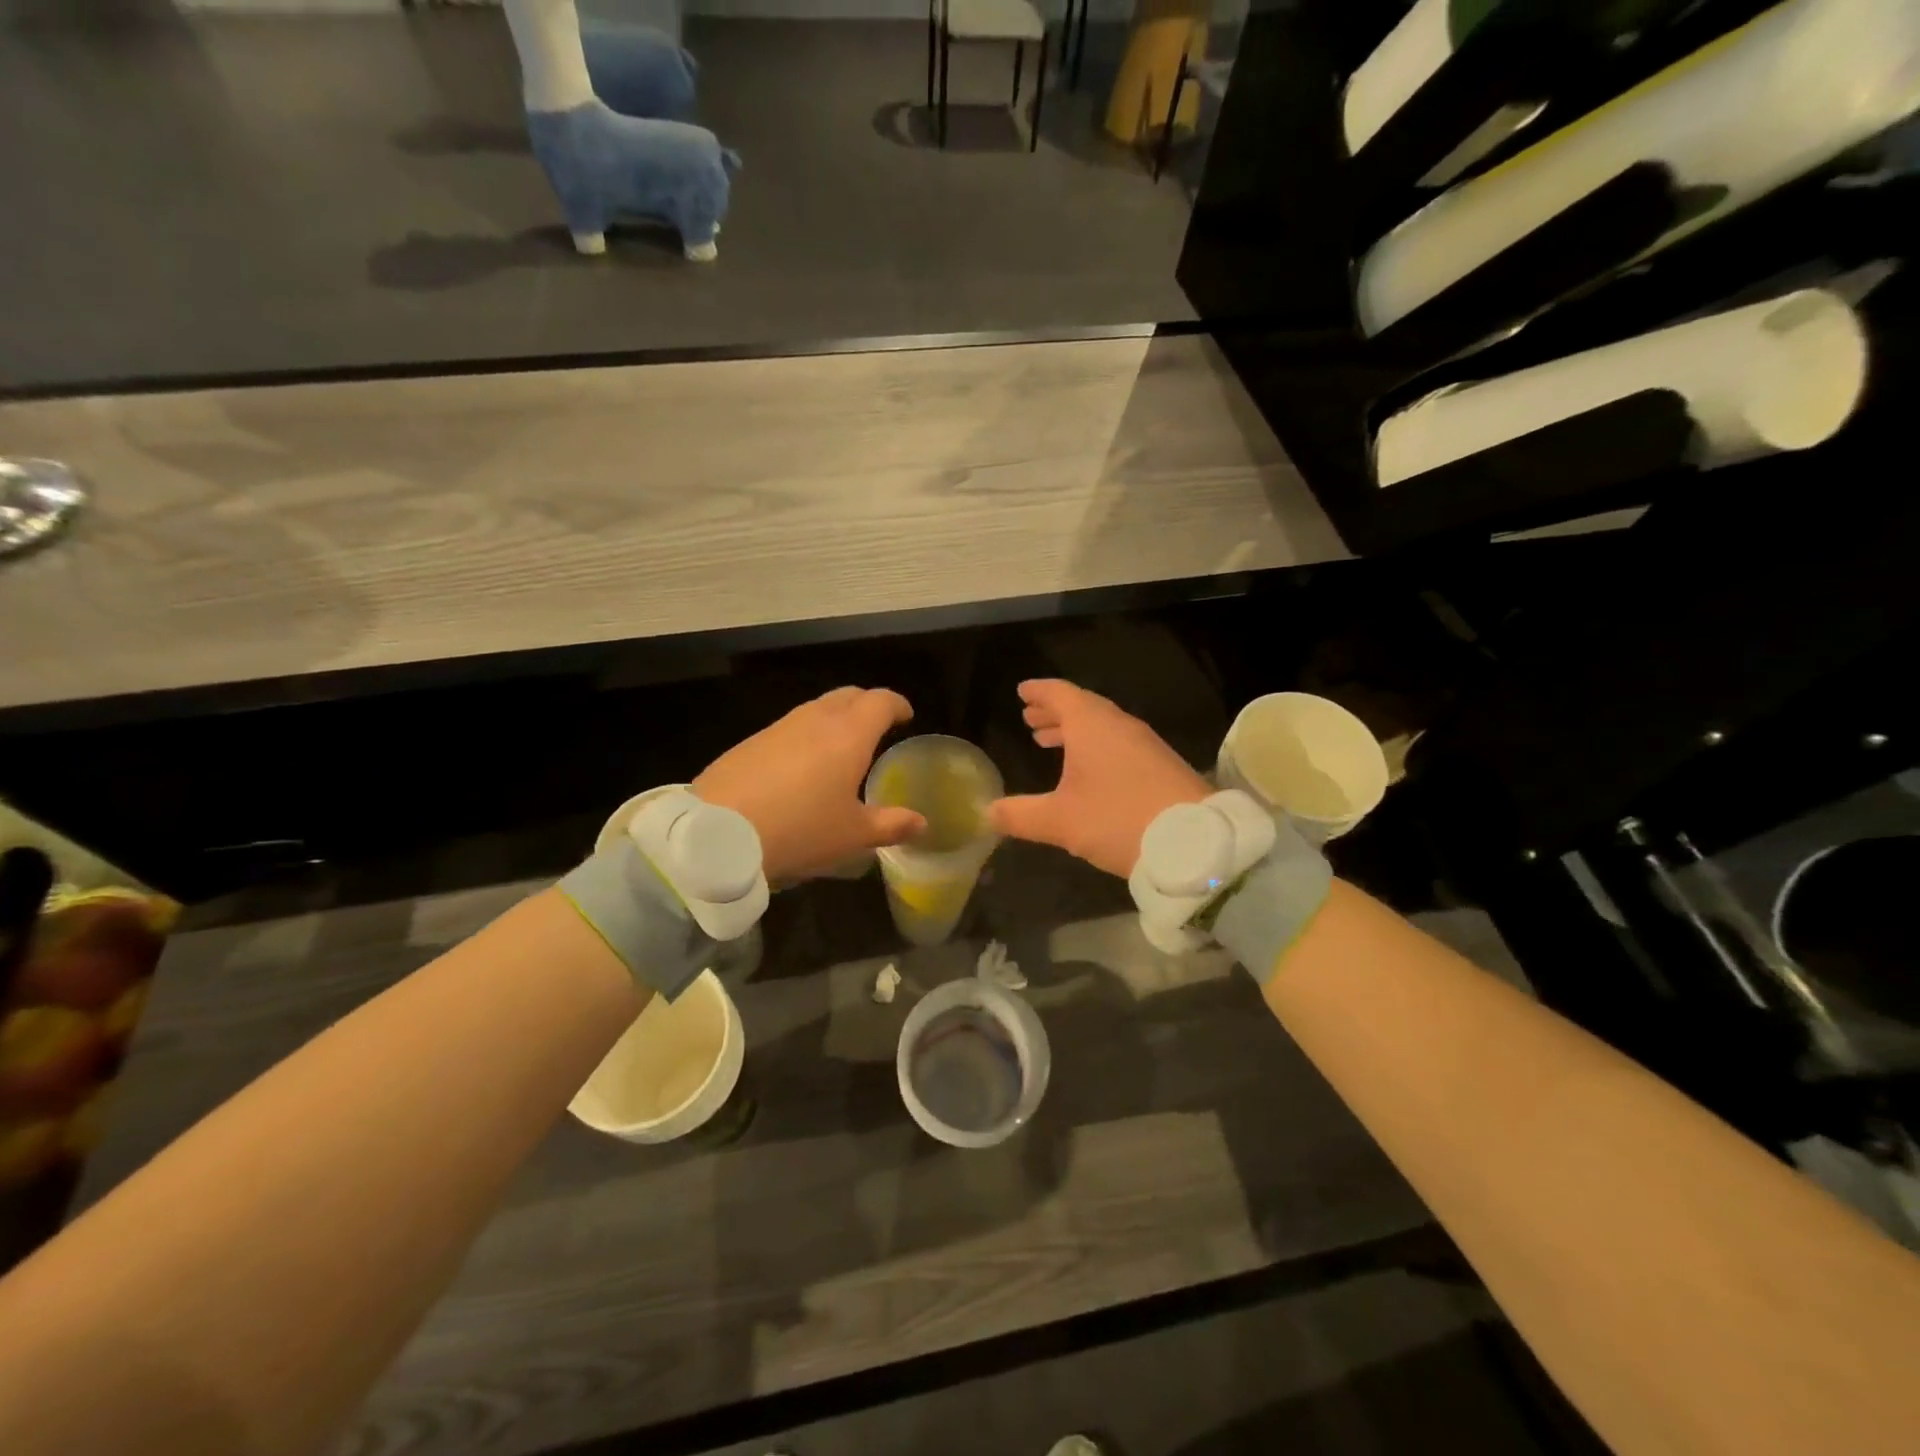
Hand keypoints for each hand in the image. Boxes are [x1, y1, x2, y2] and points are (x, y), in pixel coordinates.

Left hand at [694, 687, 925, 882]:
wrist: (719, 834)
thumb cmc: (800, 830)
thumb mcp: (852, 835)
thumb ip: (890, 825)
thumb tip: (920, 823)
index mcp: (848, 735)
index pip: (880, 701)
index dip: (897, 705)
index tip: (906, 716)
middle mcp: (814, 720)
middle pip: (848, 695)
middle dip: (867, 705)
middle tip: (876, 727)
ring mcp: (778, 727)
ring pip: (815, 709)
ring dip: (834, 719)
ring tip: (839, 748)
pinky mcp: (750, 742)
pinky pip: (788, 728)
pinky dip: (805, 736)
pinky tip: (799, 767)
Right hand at [989, 679, 1209, 876]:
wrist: (1193, 841)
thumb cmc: (1117, 820)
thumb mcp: (1060, 821)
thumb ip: (1020, 815)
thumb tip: (988, 812)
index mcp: (1092, 725)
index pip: (1060, 694)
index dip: (1039, 691)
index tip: (1022, 691)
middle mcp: (1119, 725)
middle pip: (1082, 707)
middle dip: (1054, 712)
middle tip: (1031, 718)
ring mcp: (1145, 743)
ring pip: (1102, 726)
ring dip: (1075, 730)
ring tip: (1050, 741)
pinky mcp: (1161, 764)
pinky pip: (1119, 742)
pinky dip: (1096, 745)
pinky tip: (1090, 769)